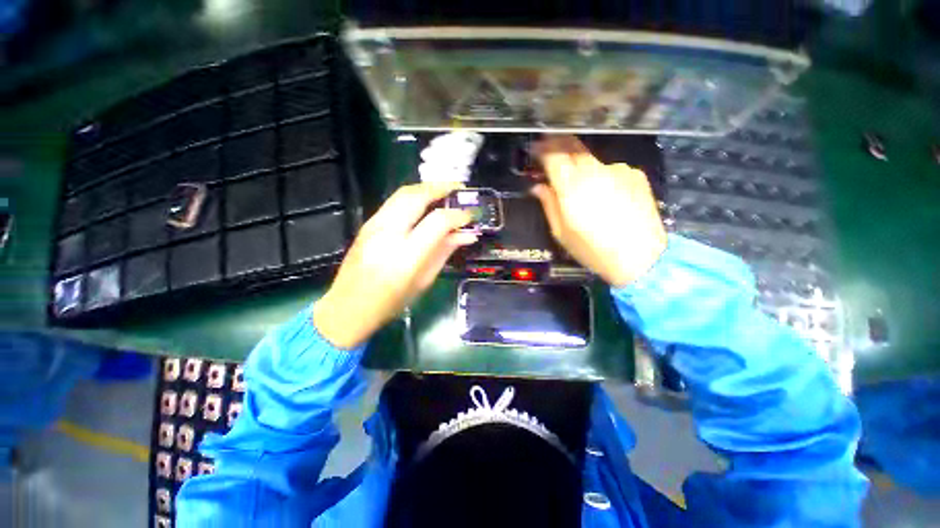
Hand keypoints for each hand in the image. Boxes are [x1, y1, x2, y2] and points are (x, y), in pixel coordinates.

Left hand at [313, 182, 476, 348]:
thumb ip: (445, 251)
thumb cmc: (391, 302)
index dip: (458, 215)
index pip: (438, 221)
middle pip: (417, 196)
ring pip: (403, 193)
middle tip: (460, 189)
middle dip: (442, 187)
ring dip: (427, 188)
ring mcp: (374, 225)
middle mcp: (388, 234)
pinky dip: (414, 196)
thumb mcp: (424, 280)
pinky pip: (394, 201)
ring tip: (445, 191)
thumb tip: (468, 234)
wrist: (348, 307)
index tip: (471, 215)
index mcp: (406, 255)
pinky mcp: (367, 223)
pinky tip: (425, 202)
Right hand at [532, 135, 666, 287]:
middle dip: (558, 144)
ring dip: (582, 166)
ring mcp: (618, 170)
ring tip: (583, 187)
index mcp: (572, 187)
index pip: (553, 156)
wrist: (641, 258)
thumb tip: (538, 187)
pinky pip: (611, 170)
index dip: (542, 148)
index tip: (535, 148)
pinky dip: (602, 177)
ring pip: (592, 160)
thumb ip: (548, 205)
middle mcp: (595, 171)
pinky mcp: (635, 174)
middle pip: (573, 147)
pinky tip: (606, 195)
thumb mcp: (561, 232)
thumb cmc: (593, 249)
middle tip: (550, 149)